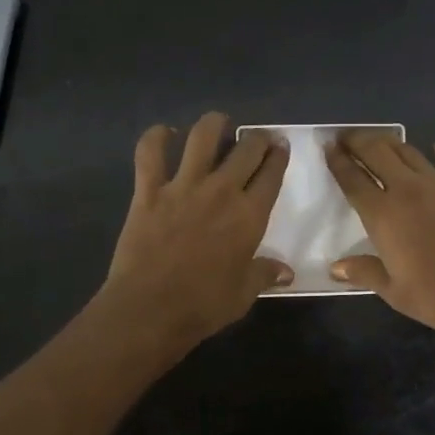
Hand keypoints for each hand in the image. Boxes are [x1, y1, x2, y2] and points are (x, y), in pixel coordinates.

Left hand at [97, 112, 291, 350]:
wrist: (149, 310)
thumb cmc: (203, 305)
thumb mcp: (244, 294)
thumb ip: (264, 274)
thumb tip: (286, 272)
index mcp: (249, 215)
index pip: (272, 174)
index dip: (279, 156)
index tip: (280, 147)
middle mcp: (221, 191)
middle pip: (246, 149)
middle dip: (257, 138)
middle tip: (257, 139)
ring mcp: (183, 187)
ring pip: (202, 136)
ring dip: (214, 124)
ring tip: (219, 124)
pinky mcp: (148, 191)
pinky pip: (150, 152)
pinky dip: (156, 137)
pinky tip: (165, 133)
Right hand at [325, 132, 434, 356]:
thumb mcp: (392, 290)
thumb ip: (363, 272)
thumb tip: (336, 268)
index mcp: (382, 215)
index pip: (352, 178)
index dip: (338, 161)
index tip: (329, 148)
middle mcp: (408, 190)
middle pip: (377, 153)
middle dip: (358, 141)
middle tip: (348, 138)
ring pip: (409, 151)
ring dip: (391, 143)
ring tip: (381, 142)